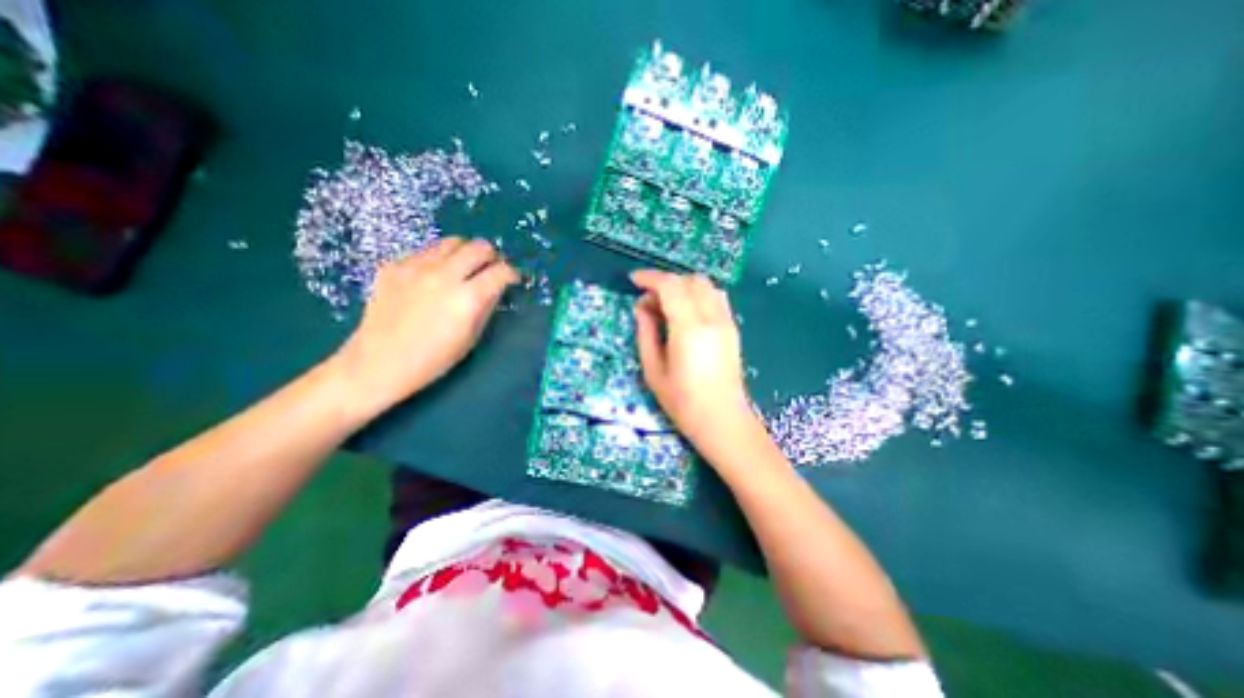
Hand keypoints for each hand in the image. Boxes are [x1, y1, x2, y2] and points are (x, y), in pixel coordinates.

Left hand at [328, 238, 518, 420]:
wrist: (379, 363)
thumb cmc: (433, 359)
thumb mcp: (471, 337)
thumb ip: (486, 307)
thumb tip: (496, 288)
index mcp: (468, 298)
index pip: (501, 271)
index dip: (512, 274)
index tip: (512, 280)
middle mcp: (444, 276)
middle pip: (479, 247)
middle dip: (491, 257)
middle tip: (489, 270)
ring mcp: (416, 267)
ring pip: (452, 242)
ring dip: (465, 253)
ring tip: (462, 269)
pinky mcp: (395, 265)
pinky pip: (426, 252)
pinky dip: (438, 260)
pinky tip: (433, 278)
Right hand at [634, 271, 758, 453]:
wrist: (722, 420)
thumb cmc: (683, 401)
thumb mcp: (653, 370)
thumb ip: (646, 333)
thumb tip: (642, 308)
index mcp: (689, 329)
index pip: (671, 286)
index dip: (650, 278)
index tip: (634, 281)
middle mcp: (711, 318)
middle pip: (689, 280)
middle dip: (665, 282)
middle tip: (648, 302)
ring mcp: (726, 322)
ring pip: (706, 285)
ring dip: (683, 286)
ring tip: (667, 306)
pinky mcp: (733, 328)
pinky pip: (716, 297)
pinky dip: (698, 294)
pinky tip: (687, 313)